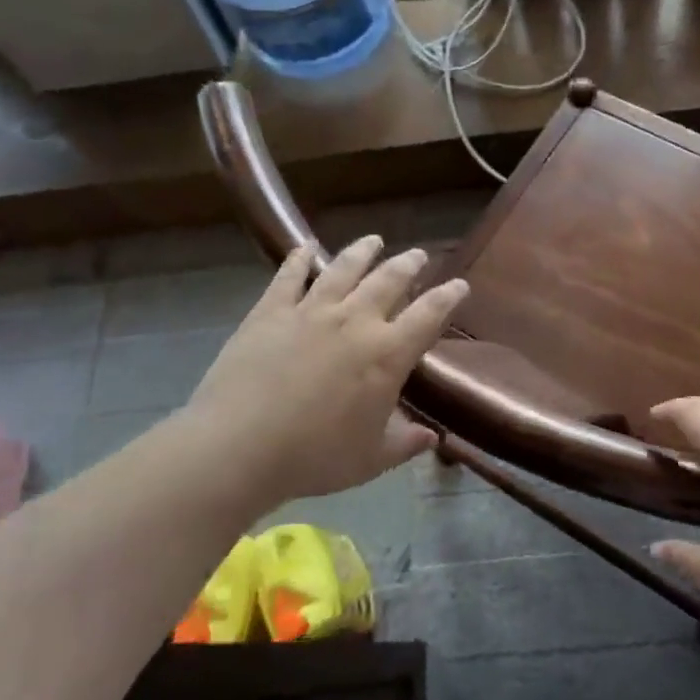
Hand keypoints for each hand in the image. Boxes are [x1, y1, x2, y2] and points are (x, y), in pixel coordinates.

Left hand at [183, 237, 466, 511]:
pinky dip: (299, 258)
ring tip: (374, 240)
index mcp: (388, 354)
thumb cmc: (315, 457)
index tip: (460, 284)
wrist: (239, 447)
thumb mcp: (371, 459)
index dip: (448, 297)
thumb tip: (433, 437)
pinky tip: (305, 246)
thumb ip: (405, 443)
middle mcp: (355, 321)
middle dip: (409, 264)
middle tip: (419, 255)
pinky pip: (289, 276)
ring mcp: (311, 311)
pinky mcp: (271, 312)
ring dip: (362, 251)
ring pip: (344, 268)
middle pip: (389, 280)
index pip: (429, 315)